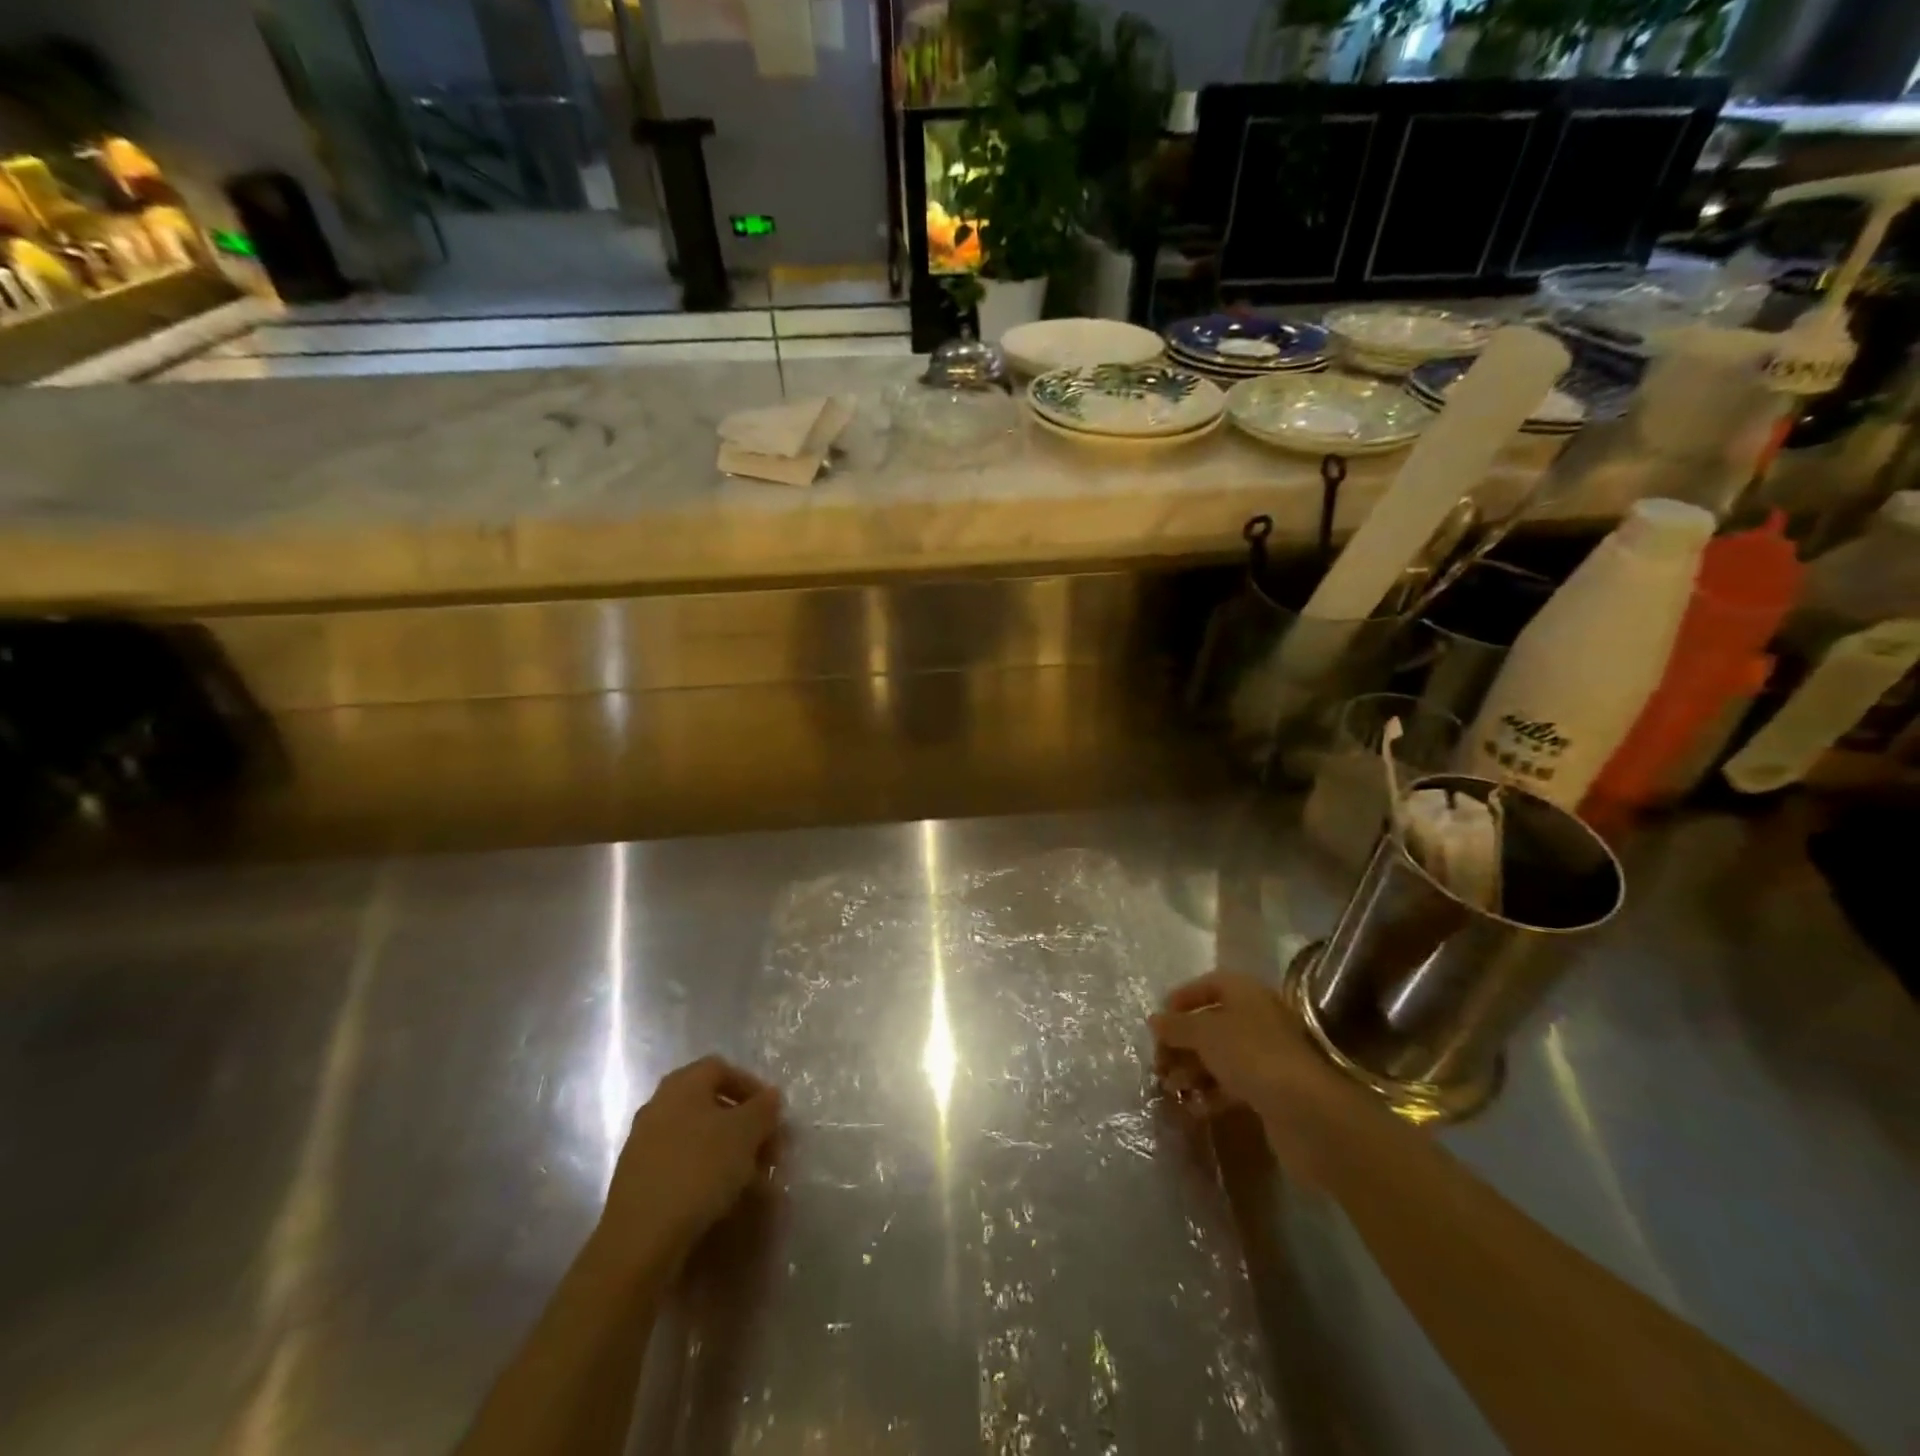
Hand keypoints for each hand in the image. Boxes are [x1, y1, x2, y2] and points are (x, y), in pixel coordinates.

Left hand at [598, 1056, 781, 1271]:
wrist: (639, 1238)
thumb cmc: (699, 1169)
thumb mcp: (745, 1132)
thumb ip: (764, 1108)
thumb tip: (770, 1096)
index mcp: (682, 1084)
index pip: (722, 1069)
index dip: (751, 1087)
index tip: (772, 1114)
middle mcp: (659, 1105)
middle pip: (710, 1104)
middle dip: (743, 1126)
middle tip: (766, 1150)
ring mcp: (643, 1143)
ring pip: (697, 1137)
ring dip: (727, 1152)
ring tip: (750, 1180)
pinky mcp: (637, 1179)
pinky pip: (680, 1164)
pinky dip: (705, 1174)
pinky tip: (721, 1198)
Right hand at [1150, 972, 1354, 1180]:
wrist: (1306, 1111)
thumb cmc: (1251, 1055)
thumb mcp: (1205, 1033)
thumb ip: (1176, 1026)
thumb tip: (1154, 1021)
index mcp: (1245, 993)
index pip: (1208, 985)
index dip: (1182, 999)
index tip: (1159, 1022)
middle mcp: (1257, 1018)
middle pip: (1211, 1024)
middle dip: (1182, 1043)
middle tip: (1158, 1063)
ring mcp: (1266, 1055)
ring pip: (1220, 1057)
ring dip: (1192, 1071)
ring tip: (1170, 1089)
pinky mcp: (1271, 1089)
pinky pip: (1232, 1085)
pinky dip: (1210, 1094)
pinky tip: (1193, 1108)